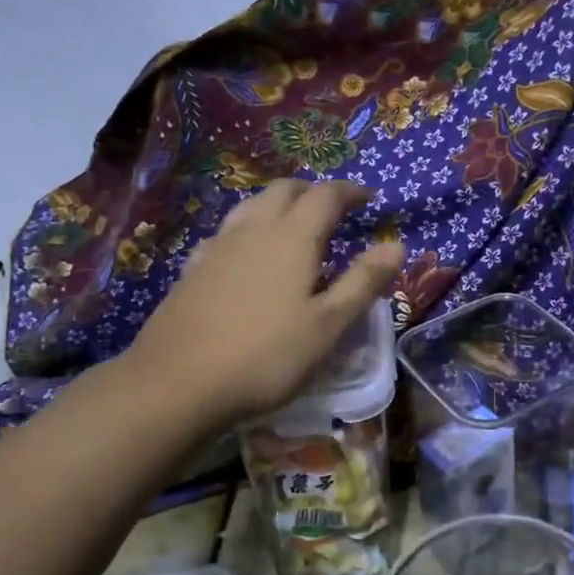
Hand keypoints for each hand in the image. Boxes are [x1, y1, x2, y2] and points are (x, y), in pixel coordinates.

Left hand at [123, 180, 403, 427]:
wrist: (177, 383)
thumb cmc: (266, 356)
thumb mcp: (328, 326)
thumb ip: (363, 282)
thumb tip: (396, 245)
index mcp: (292, 238)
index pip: (325, 196)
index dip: (350, 191)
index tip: (368, 197)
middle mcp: (253, 230)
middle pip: (284, 191)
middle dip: (312, 192)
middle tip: (333, 208)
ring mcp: (217, 247)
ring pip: (251, 206)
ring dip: (278, 205)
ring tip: (294, 225)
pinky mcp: (193, 269)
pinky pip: (228, 232)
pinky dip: (249, 229)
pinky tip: (248, 255)